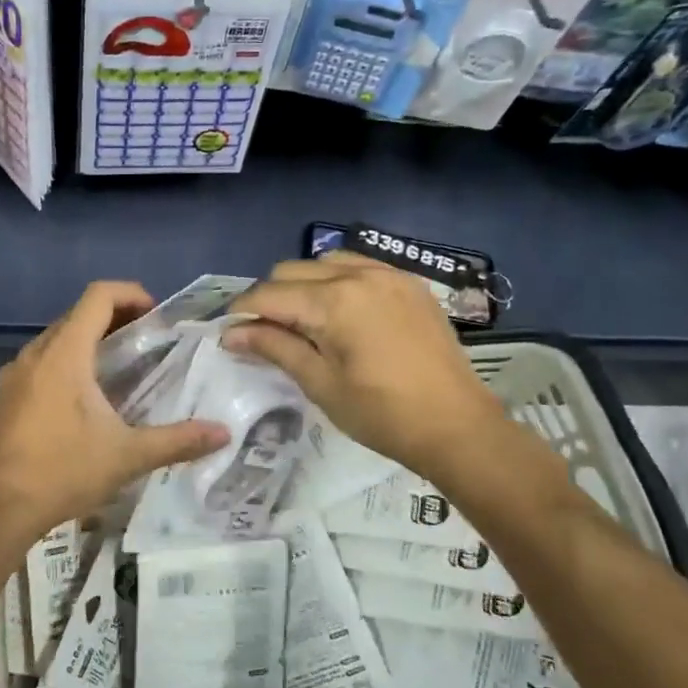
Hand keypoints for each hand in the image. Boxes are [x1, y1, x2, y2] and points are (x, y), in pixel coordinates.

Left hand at [0, 282, 229, 552]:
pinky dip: (66, 364)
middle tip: (146, 342)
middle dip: (114, 318)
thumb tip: (224, 433)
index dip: (130, 293)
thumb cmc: (61, 471)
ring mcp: (13, 375)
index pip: (98, 296)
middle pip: (77, 315)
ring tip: (119, 369)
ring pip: (56, 339)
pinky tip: (82, 401)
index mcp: (65, 354)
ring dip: (88, 342)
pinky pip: (40, 363)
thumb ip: (177, 440)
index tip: (156, 315)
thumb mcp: (126, 456)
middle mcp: (35, 354)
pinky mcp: (3, 397)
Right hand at [224, 254, 513, 486]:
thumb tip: (232, 334)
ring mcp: (388, 274)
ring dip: (303, 283)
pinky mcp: (408, 283)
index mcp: (334, 302)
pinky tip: (340, 310)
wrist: (457, 426)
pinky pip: (358, 265)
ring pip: (324, 261)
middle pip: (291, 270)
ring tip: (303, 320)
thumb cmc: (382, 414)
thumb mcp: (320, 384)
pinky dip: (337, 279)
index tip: (230, 334)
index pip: (269, 295)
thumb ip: (275, 348)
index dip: (243, 313)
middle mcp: (358, 274)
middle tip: (266, 333)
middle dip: (270, 297)